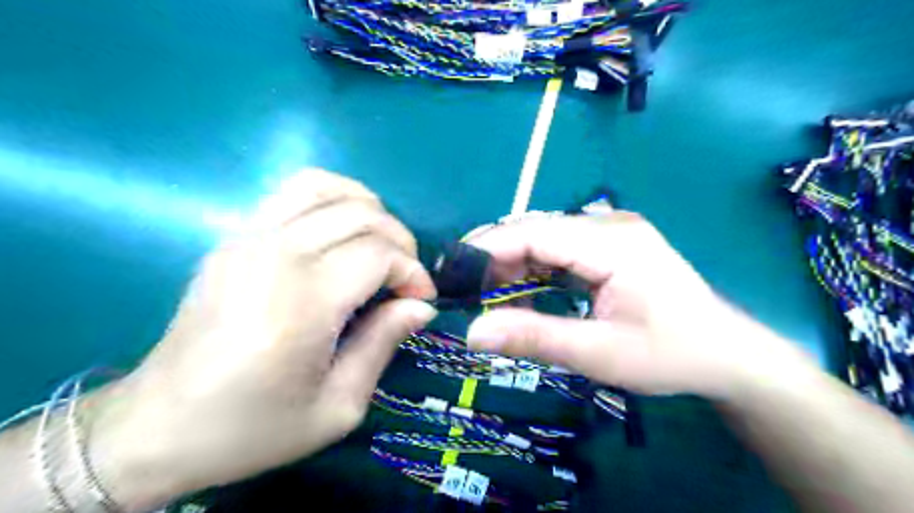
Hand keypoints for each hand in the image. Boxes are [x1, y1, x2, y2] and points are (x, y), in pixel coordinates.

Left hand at [87, 170, 437, 509]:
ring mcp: (247, 238)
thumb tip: (421, 306)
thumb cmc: (252, 427)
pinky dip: (331, 199)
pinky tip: (342, 231)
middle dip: (400, 242)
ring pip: (326, 188)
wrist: (156, 427)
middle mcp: (274, 256)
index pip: (378, 254)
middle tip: (405, 279)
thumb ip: (383, 344)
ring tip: (379, 245)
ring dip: (368, 209)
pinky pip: (292, 193)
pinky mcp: (233, 237)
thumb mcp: (336, 407)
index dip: (412, 273)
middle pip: (361, 215)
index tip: (421, 301)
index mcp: (301, 302)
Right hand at [465, 213, 806, 399]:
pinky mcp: (610, 245)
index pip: (535, 232)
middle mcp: (609, 225)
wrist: (728, 355)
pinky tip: (524, 294)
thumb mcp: (599, 354)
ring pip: (544, 239)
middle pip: (536, 231)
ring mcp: (611, 232)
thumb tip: (472, 333)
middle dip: (497, 259)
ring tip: (492, 299)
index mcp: (612, 243)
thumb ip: (535, 338)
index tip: (452, 272)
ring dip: (514, 267)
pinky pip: (559, 249)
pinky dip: (535, 271)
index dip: (489, 249)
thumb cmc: (670, 356)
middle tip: (468, 293)